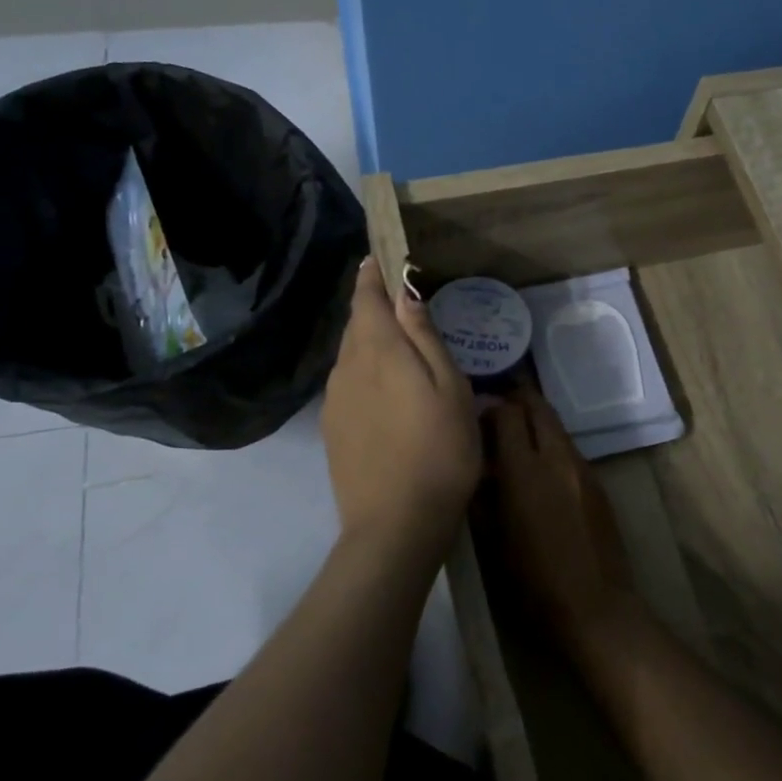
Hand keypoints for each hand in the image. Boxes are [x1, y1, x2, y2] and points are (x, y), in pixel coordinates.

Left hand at [323, 257, 480, 564]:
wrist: (395, 524)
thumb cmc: (439, 451)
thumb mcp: (449, 388)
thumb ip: (425, 337)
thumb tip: (407, 291)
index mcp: (378, 350)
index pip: (366, 297)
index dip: (371, 274)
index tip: (380, 257)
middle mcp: (346, 367)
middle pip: (356, 323)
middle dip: (373, 305)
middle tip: (400, 298)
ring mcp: (334, 399)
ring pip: (350, 354)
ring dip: (369, 339)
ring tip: (398, 343)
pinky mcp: (332, 428)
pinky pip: (347, 381)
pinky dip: (364, 370)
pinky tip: (385, 388)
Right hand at [488, 384, 638, 664]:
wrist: (595, 606)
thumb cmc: (533, 582)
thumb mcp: (492, 540)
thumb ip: (482, 496)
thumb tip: (477, 465)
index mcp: (524, 471)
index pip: (508, 415)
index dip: (491, 408)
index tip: (477, 416)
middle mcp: (557, 458)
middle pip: (539, 408)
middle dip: (519, 400)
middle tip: (499, 408)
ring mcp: (583, 468)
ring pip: (558, 427)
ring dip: (537, 422)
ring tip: (517, 437)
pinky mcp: (599, 482)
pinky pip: (571, 449)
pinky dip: (553, 445)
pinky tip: (542, 468)